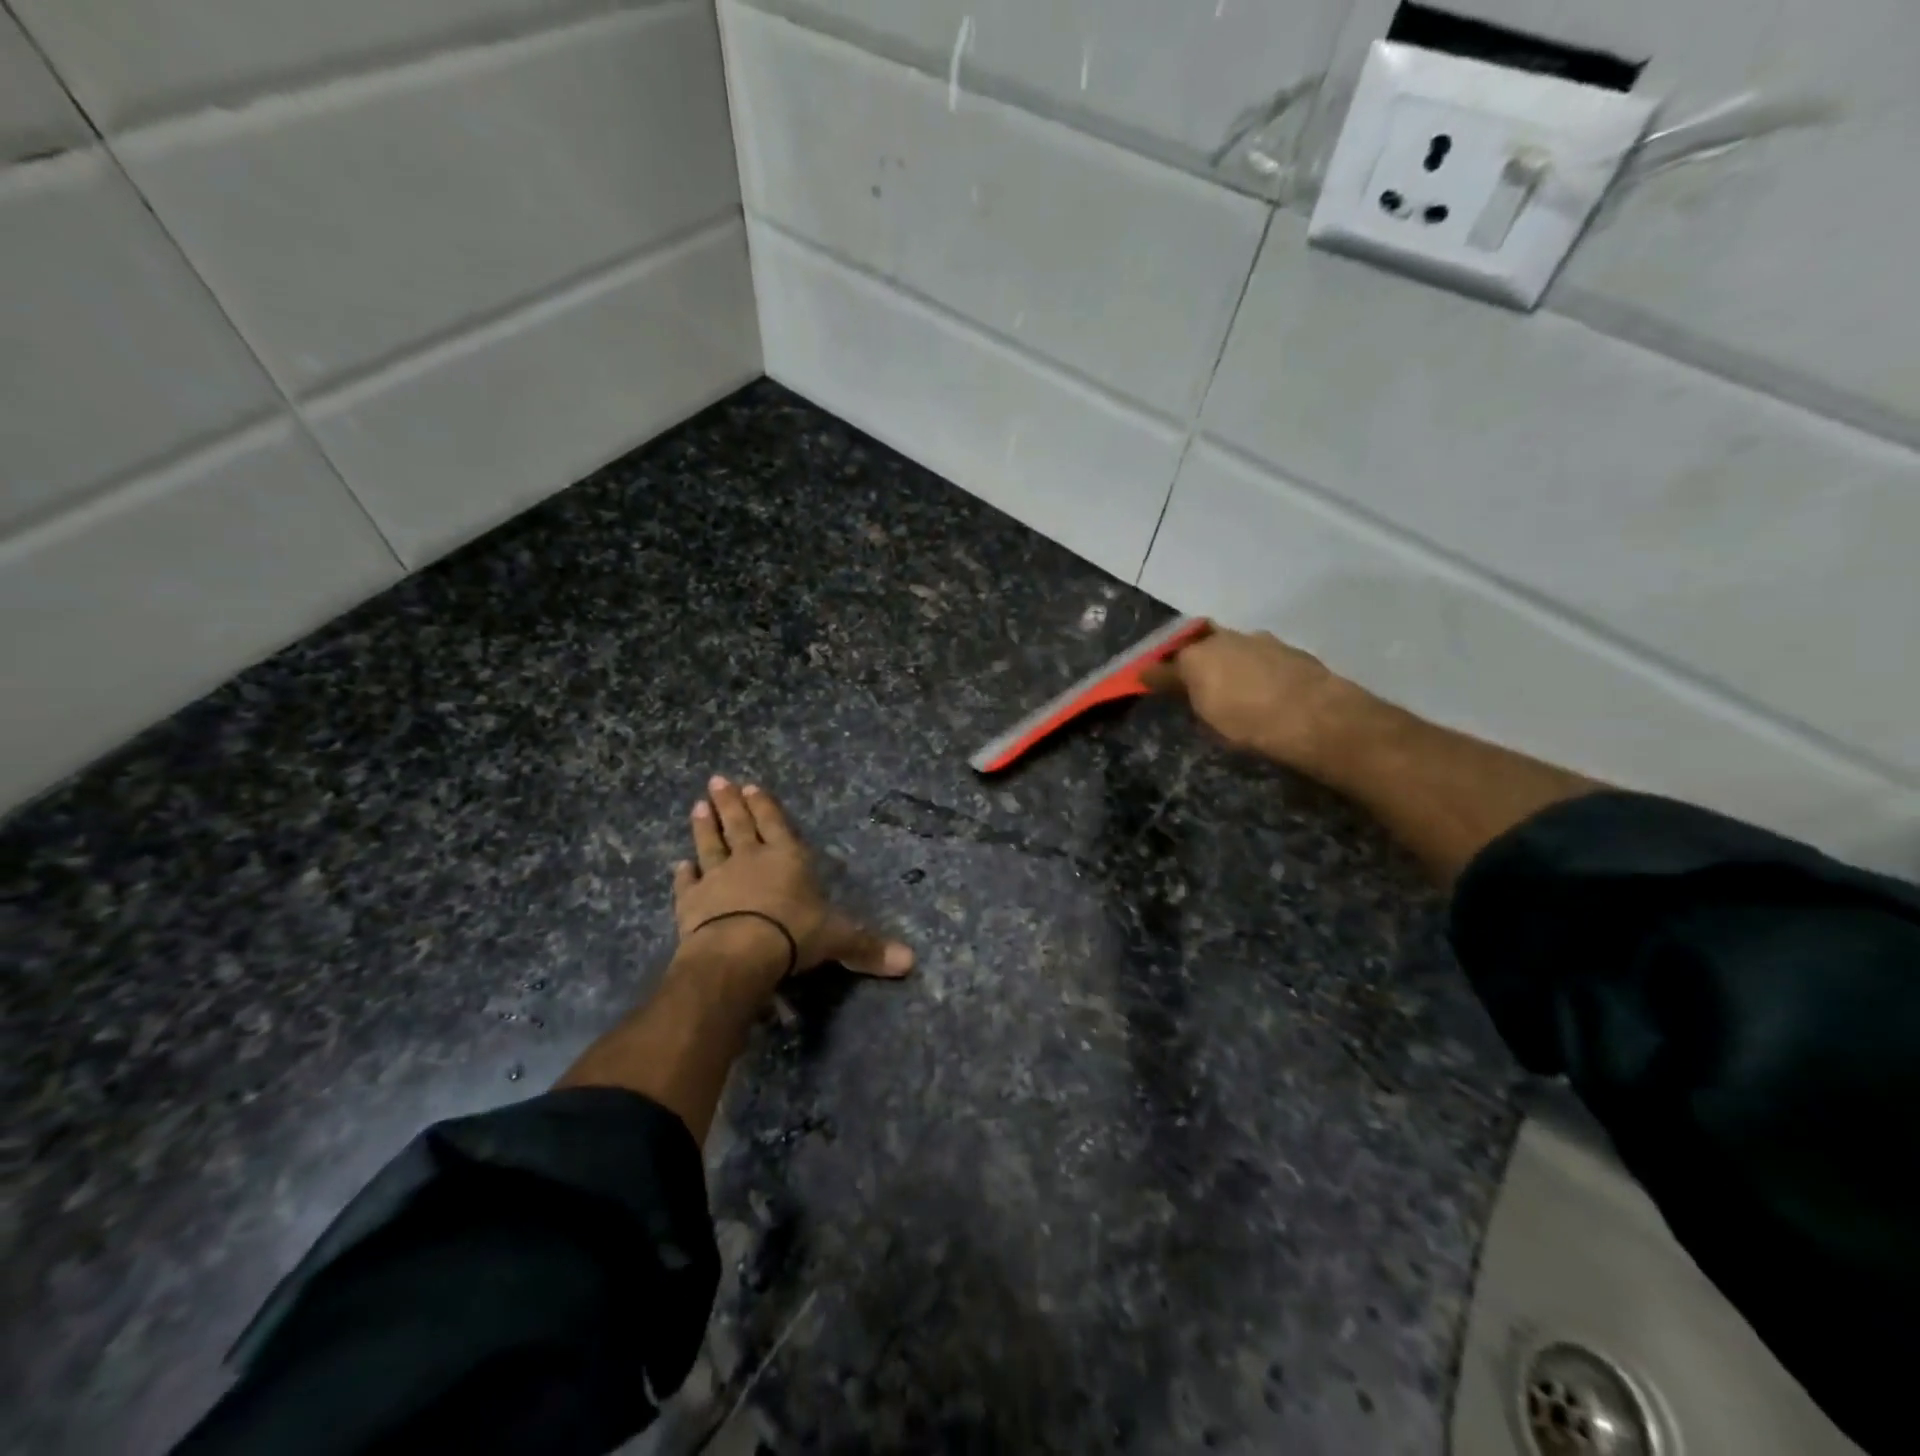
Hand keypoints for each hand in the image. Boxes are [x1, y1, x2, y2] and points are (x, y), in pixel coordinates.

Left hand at [674, 776, 913, 979]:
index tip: (750, 785)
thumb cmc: (794, 934)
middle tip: (717, 780)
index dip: (765, 804)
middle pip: (740, 824)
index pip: (775, 823)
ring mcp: (717, 878)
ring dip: (705, 826)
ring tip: (698, 806)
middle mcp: (750, 860)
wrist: (739, 952)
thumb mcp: (839, 939)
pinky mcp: (692, 903)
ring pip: (710, 845)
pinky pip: (687, 884)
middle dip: (730, 802)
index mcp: (787, 858)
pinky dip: (683, 874)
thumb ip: (869, 947)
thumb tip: (911, 962)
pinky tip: (679, 865)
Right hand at [1141, 624, 1356, 769]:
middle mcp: (1225, 639)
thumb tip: (1159, 678)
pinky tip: (1260, 688)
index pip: (1165, 661)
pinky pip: (1260, 656)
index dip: (1154, 672)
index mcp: (1197, 656)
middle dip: (1192, 657)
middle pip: (1199, 644)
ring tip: (1230, 686)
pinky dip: (1253, 668)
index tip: (1145, 679)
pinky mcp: (1290, 651)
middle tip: (1191, 680)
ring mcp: (1261, 641)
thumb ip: (1185, 695)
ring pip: (1233, 647)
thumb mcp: (1207, 720)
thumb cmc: (1250, 724)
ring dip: (1226, 661)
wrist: (1317, 718)